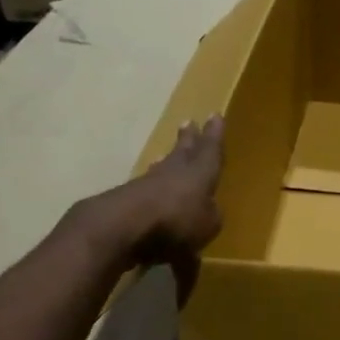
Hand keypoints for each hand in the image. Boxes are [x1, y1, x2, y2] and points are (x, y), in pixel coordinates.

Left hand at [66, 116, 224, 276]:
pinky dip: (152, 181)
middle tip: (188, 123)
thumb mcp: (208, 224)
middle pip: (184, 150)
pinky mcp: (129, 195)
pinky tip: (151, 182)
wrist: (124, 224)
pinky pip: (147, 184)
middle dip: (189, 138)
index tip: (215, 115)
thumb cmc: (178, 219)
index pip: (210, 149)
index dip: (214, 134)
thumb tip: (209, 210)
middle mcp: (176, 170)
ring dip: (166, 158)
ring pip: (163, 165)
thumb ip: (211, 215)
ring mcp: (150, 181)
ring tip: (165, 153)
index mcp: (201, 172)